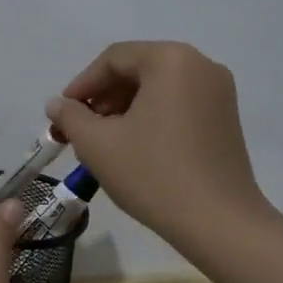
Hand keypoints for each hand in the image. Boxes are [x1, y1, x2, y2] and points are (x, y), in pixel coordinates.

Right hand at [45, 41, 272, 247]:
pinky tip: (133, 147)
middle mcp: (201, 66)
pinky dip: (150, 117)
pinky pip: (177, 104)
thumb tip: (57, 105)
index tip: (62, 114)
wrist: (219, 224)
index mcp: (171, 60)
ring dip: (123, 109)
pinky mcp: (226, 119)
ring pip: (157, 88)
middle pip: (137, 70)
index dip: (81, 84)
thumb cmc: (153, 174)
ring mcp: (219, 93)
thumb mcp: (98, 144)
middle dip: (102, 97)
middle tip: (79, 129)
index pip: (114, 59)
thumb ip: (70, 117)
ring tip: (102, 141)